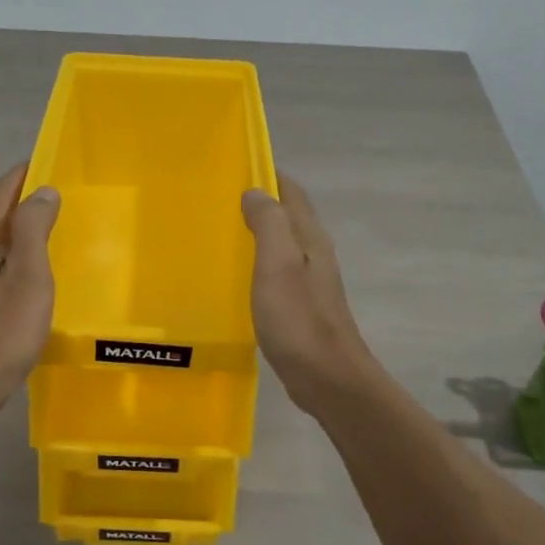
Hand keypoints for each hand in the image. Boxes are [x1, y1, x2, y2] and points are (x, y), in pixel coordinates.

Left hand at [0, 163, 60, 427]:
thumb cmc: (1, 331)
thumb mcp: (27, 276)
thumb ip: (34, 231)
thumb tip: (41, 191)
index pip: (0, 198)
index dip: (19, 176)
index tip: (43, 159)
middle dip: (22, 202)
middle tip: (57, 193)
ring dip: (22, 233)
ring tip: (53, 231)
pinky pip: (2, 272)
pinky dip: (21, 261)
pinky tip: (37, 278)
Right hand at [242, 174, 380, 416]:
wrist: (328, 379)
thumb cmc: (299, 320)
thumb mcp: (279, 265)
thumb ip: (269, 224)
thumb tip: (256, 191)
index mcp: (309, 238)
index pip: (291, 191)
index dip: (267, 173)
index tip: (233, 165)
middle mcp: (313, 253)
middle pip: (287, 215)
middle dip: (258, 201)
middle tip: (216, 199)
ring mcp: (308, 281)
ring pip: (281, 243)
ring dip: (256, 232)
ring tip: (219, 231)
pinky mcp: (300, 306)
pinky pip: (275, 272)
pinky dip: (256, 262)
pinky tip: (235, 275)